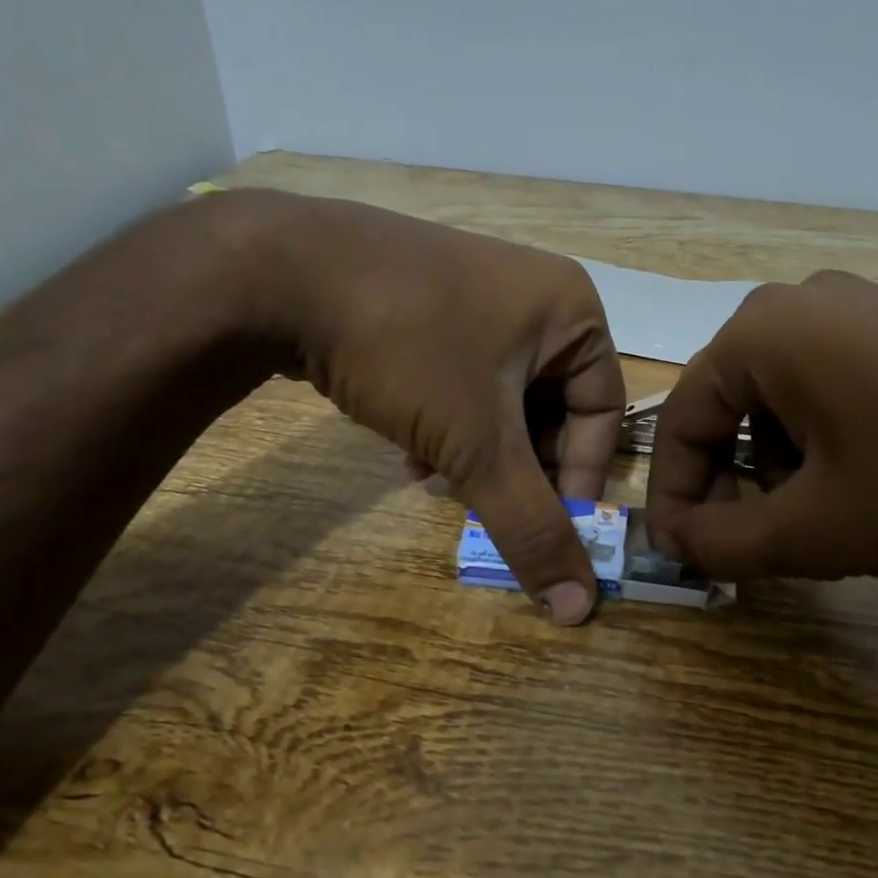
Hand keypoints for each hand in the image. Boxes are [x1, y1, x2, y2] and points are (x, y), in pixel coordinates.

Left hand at [208, 189, 624, 623]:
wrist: (275, 271)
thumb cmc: (408, 347)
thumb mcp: (478, 445)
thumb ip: (530, 527)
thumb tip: (579, 607)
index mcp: (571, 311)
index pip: (602, 412)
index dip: (578, 477)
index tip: (546, 527)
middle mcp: (534, 296)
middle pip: (551, 409)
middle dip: (518, 465)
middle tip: (486, 502)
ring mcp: (477, 295)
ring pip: (502, 401)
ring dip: (479, 452)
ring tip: (438, 478)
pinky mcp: (429, 305)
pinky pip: (463, 380)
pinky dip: (448, 423)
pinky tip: (411, 451)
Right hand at [644, 271, 877, 579]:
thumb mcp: (814, 529)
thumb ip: (721, 543)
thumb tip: (674, 542)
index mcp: (760, 332)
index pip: (681, 422)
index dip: (676, 497)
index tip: (684, 554)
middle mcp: (797, 304)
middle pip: (728, 410)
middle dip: (733, 485)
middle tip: (756, 546)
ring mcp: (855, 309)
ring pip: (777, 405)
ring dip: (779, 471)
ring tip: (824, 520)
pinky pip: (826, 390)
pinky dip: (822, 445)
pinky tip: (864, 485)